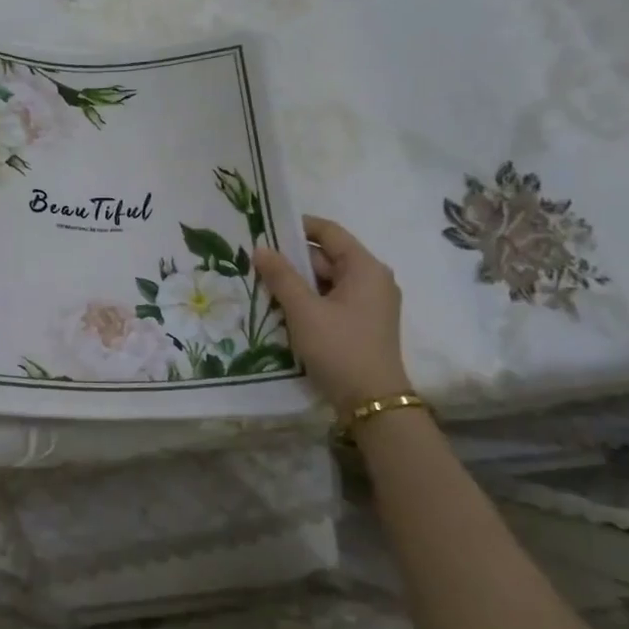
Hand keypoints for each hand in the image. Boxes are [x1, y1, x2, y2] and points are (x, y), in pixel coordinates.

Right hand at [253, 216, 411, 416]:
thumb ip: (281, 276)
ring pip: (327, 280)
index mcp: (365, 268)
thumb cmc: (339, 348)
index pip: (329, 232)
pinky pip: (332, 299)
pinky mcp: (362, 323)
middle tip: (256, 262)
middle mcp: (372, 279)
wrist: (371, 402)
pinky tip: (283, 308)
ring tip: (263, 285)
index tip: (265, 229)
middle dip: (292, 259)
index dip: (297, 227)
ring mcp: (369, 303)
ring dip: (297, 282)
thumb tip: (260, 248)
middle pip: (327, 256)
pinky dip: (309, 299)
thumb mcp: (304, 310)